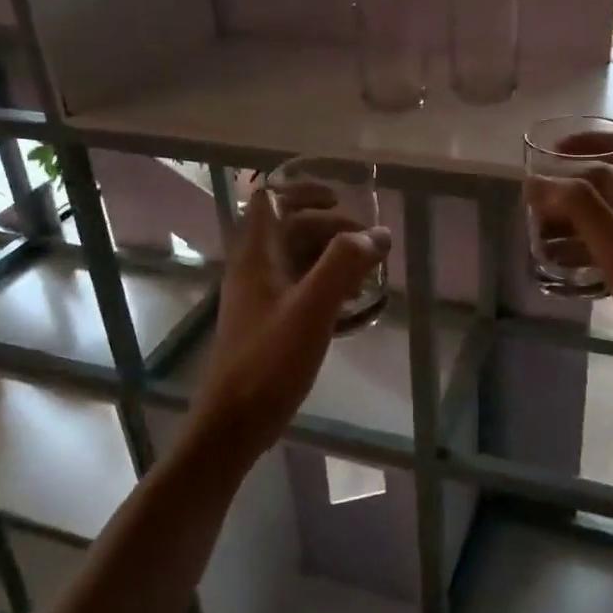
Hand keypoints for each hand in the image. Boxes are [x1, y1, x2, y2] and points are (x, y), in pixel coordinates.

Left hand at [190, 181, 389, 459]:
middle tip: (370, 244)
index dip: (304, 190)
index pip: (271, 199)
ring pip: (299, 257)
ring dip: (333, 256)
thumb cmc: (269, 361)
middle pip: (292, 227)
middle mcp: (254, 267)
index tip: (342, 199)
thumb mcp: (312, 308)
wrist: (234, 423)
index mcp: (256, 255)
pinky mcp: (269, 320)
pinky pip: (301, 286)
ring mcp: (261, 295)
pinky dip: (327, 283)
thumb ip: (344, 264)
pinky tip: (352, 303)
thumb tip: (379, 234)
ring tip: (368, 275)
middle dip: (332, 228)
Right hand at [524, 138, 612, 404]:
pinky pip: (612, 248)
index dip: (592, 140)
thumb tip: (536, 181)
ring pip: (609, 219)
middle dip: (571, 189)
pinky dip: (585, 249)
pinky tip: (561, 268)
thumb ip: (578, 207)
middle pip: (612, 184)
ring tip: (539, 237)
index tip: (555, 152)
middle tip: (538, 204)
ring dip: (574, 221)